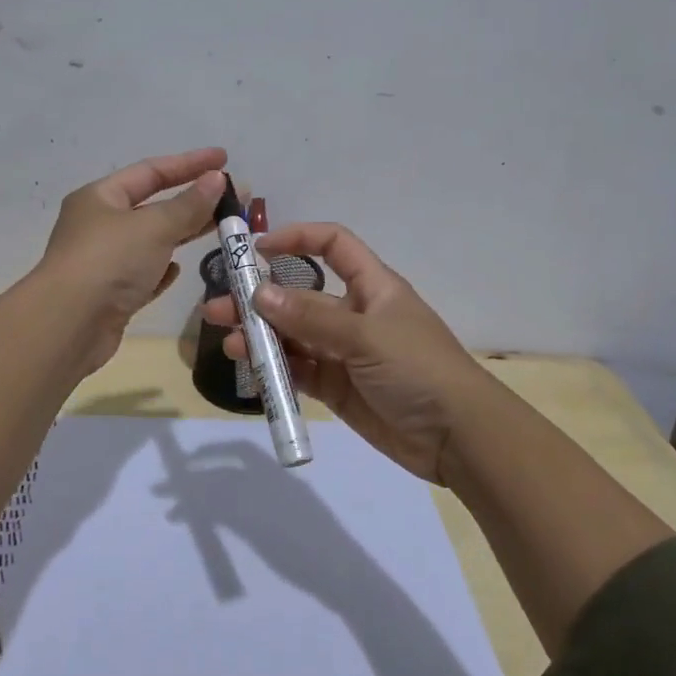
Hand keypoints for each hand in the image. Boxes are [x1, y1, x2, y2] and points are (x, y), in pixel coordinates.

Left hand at [35, 147, 228, 372]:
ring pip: (151, 241)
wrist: (68, 326)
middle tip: (234, 197)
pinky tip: (179, 270)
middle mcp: (99, 225)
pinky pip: (143, 274)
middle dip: (193, 200)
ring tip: (220, 228)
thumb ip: (189, 204)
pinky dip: (162, 269)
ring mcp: (104, 262)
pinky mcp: (111, 296)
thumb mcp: (154, 226)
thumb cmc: (109, 262)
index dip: (190, 163)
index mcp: (100, 197)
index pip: (151, 171)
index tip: (225, 158)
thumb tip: (218, 178)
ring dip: (183, 233)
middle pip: (153, 205)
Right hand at [201, 223, 494, 483]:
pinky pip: (299, 371)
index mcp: (371, 287)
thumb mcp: (365, 336)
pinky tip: (252, 371)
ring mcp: (344, 353)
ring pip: (294, 336)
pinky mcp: (337, 388)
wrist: (457, 437)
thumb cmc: (418, 368)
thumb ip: (310, 318)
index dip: (298, 239)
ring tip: (232, 345)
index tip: (257, 249)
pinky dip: (275, 369)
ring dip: (262, 337)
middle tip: (219, 309)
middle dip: (261, 299)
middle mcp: (354, 314)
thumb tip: (259, 294)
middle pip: (300, 296)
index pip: (333, 245)